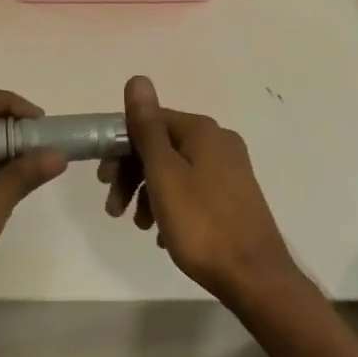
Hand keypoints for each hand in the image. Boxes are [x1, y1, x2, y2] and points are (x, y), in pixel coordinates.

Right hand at [100, 76, 297, 304]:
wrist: (254, 277)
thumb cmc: (201, 224)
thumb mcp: (164, 174)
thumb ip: (147, 127)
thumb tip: (137, 79)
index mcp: (201, 131)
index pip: (149, 121)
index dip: (119, 147)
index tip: (103, 180)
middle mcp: (218, 142)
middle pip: (160, 146)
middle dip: (131, 174)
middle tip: (113, 209)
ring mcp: (229, 170)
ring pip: (174, 171)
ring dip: (147, 193)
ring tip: (138, 226)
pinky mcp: (233, 197)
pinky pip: (191, 191)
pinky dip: (170, 206)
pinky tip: (161, 234)